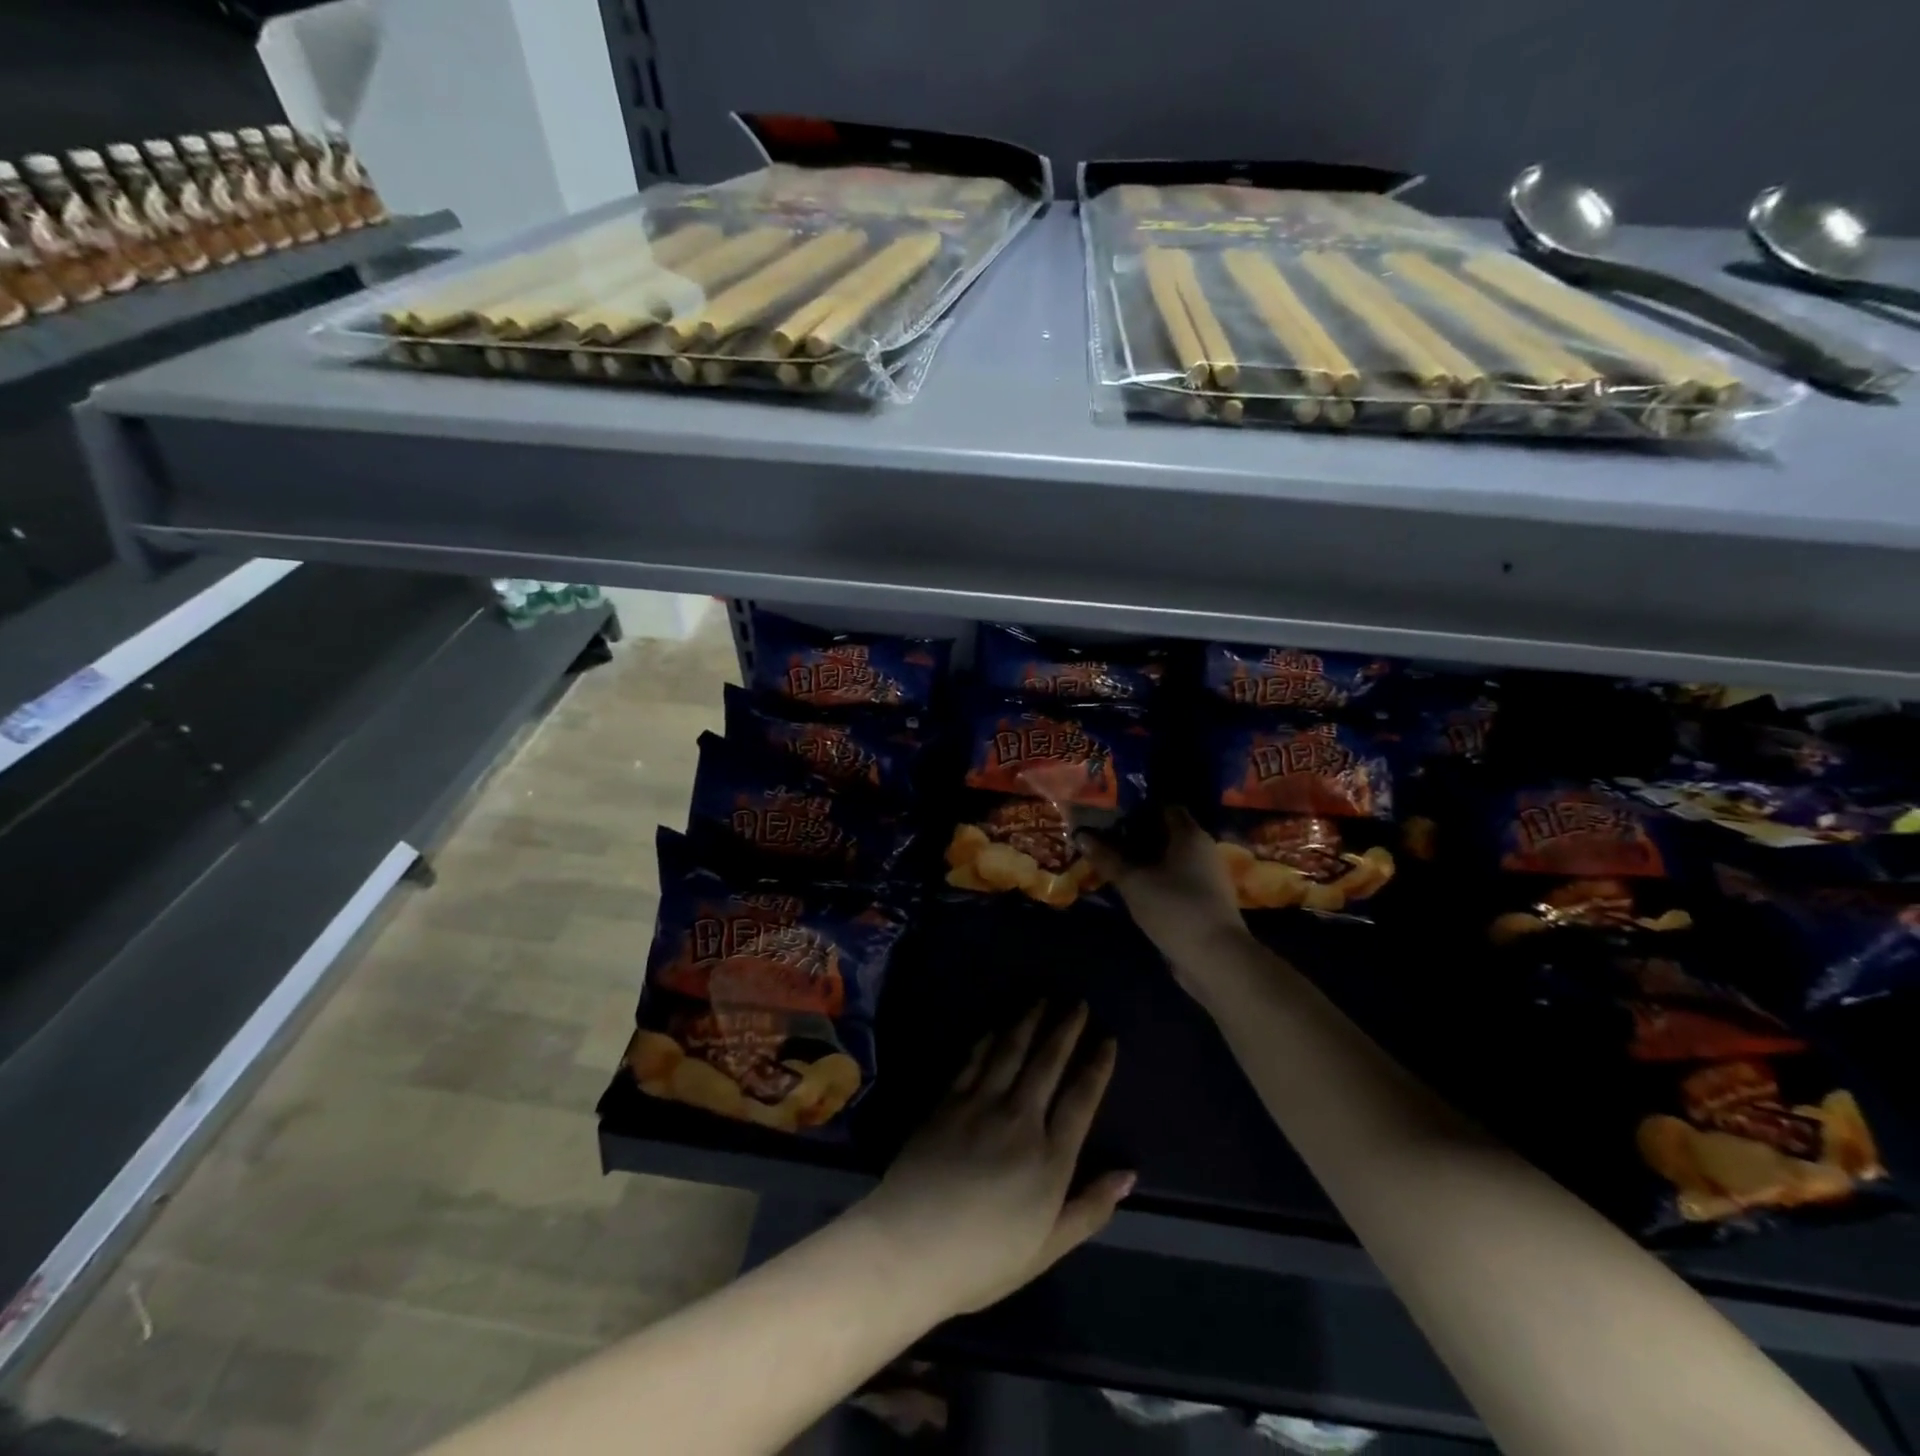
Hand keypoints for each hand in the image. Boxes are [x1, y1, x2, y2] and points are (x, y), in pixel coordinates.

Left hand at [850, 1002, 1132, 1319]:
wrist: (910, 1247)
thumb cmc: (983, 1259)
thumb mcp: (1048, 1248)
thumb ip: (1090, 1208)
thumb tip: (1129, 1173)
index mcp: (1049, 1158)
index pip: (1081, 1099)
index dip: (1096, 1066)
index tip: (1107, 1039)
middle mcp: (1019, 1120)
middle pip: (1048, 1063)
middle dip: (1066, 1030)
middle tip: (1077, 1004)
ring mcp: (980, 1105)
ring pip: (1011, 1052)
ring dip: (1029, 1022)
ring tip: (1042, 1000)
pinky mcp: (948, 1102)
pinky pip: (973, 1060)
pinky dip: (988, 1039)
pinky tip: (996, 1027)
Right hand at [1078, 807, 1247, 969]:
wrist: (1216, 958)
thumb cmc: (1175, 907)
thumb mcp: (1133, 881)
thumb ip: (1107, 858)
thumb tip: (1081, 836)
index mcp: (1190, 835)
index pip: (1164, 808)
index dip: (1137, 809)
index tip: (1111, 816)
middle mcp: (1202, 850)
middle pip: (1166, 834)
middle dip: (1136, 836)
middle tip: (1105, 840)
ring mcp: (1206, 878)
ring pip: (1170, 860)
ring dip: (1144, 861)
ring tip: (1113, 864)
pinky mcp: (1204, 902)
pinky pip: (1175, 881)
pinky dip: (1155, 880)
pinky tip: (1133, 889)